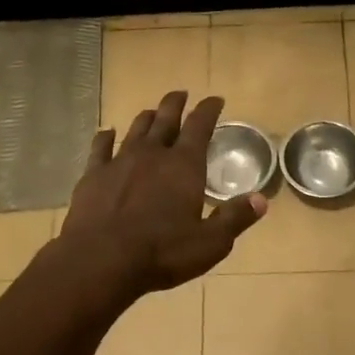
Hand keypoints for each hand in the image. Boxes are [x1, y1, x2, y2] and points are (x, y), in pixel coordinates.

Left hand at [59, 91, 265, 299]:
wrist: (100, 261)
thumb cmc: (161, 253)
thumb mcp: (210, 243)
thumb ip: (235, 218)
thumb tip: (261, 200)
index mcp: (184, 166)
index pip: (200, 126)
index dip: (209, 109)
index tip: (216, 99)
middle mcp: (152, 154)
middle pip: (166, 119)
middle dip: (176, 104)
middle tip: (181, 94)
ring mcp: (119, 161)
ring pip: (136, 129)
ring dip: (147, 118)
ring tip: (153, 112)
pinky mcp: (93, 175)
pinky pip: (100, 147)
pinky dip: (106, 137)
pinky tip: (107, 133)